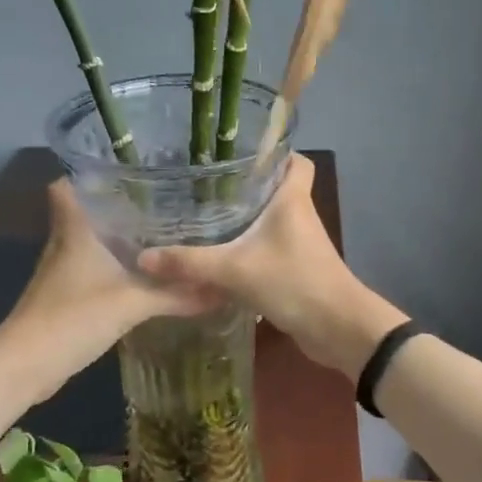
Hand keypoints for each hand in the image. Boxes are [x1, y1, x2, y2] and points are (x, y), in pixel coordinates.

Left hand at [0, 180, 212, 392]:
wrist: (26, 365)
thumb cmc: (74, 317)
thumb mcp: (132, 304)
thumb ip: (175, 295)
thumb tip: (219, 290)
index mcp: (75, 230)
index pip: (65, 186)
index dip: (86, 175)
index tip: (123, 172)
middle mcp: (64, 243)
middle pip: (83, 213)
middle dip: (114, 207)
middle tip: (157, 203)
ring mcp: (61, 272)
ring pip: (89, 243)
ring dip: (115, 239)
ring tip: (157, 235)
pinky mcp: (64, 297)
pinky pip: (91, 271)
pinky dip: (112, 269)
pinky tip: (139, 277)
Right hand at [138, 155, 406, 377]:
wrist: (338, 329)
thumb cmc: (294, 283)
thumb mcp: (235, 270)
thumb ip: (190, 263)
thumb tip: (143, 258)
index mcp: (292, 200)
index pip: (295, 161)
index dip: (276, 152)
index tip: (241, 152)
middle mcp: (299, 216)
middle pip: (276, 189)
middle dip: (246, 187)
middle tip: (205, 186)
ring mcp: (300, 245)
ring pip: (271, 222)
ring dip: (245, 221)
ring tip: (204, 217)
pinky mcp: (296, 270)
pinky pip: (269, 250)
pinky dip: (248, 251)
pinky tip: (220, 258)